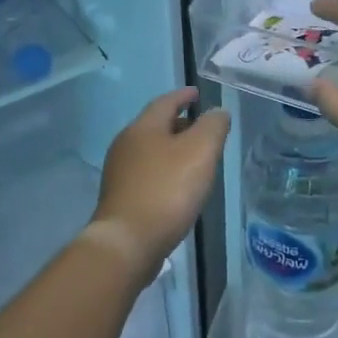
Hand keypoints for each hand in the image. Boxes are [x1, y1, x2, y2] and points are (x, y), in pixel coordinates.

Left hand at [88, 87, 230, 281]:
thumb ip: (213, 127)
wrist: (127, 243)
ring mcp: (119, 173)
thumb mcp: (200, 152)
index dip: (184, 96)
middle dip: (179, 124)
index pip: (166, 101)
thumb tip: (217, 112)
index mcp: (143, 127)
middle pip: (156, 126)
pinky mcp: (120, 198)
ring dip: (172, 149)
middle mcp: (126, 144)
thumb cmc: (167, 190)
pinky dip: (164, 171)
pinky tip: (177, 186)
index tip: (198, 94)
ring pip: (150, 151)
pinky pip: (146, 174)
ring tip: (194, 158)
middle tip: (202, 128)